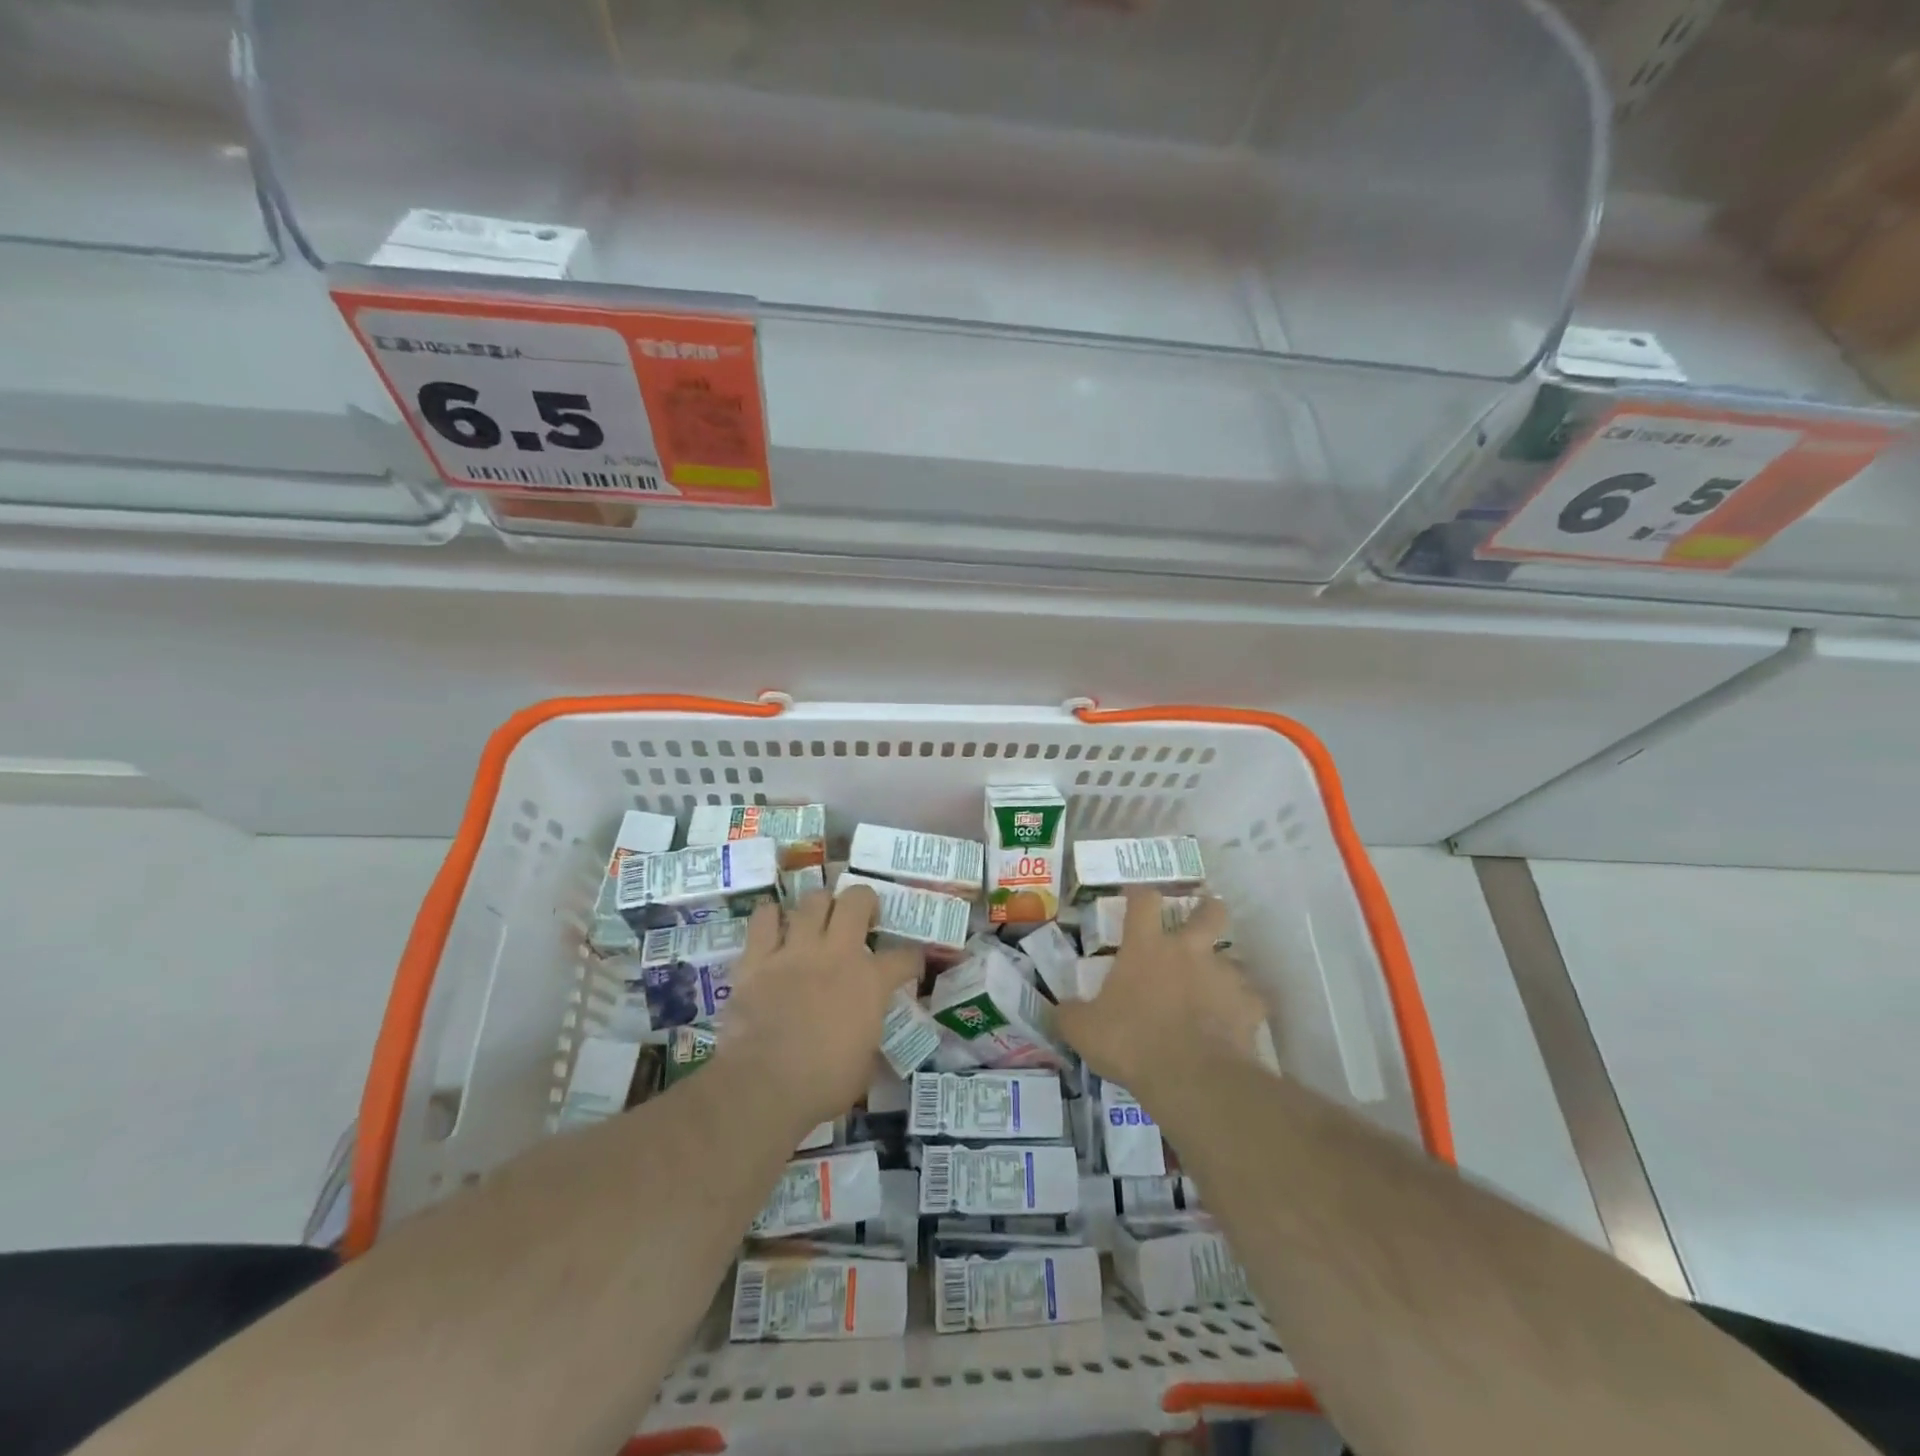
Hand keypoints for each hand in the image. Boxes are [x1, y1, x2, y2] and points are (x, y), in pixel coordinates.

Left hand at [713, 886, 919, 1135]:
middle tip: (861, 918)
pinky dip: (769, 918)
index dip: (913, 959)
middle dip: (864, 901)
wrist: (763, 1086)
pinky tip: (773, 926)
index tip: (911, 965)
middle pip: (857, 900)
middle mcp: (837, 953)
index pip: (906, 957)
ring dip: (819, 906)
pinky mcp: (758, 958)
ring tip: (818, 919)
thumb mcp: (864, 1066)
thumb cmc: (823, 1084)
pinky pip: (763, 919)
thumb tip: (868, 1039)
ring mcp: (796, 950)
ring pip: (813, 900)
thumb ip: (869, 1037)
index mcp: (871, 982)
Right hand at [1054, 889, 1269, 1098]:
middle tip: (1203, 915)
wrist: (1192, 1078)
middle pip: (1209, 912)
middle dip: (1207, 909)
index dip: (1139, 894)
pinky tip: (1235, 1024)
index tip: (1135, 894)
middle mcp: (1188, 951)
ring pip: (1233, 959)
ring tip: (1216, 989)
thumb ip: (1070, 1014)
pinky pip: (1250, 1001)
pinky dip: (1244, 1008)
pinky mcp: (1250, 1007)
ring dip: (1224, 970)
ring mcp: (1224, 976)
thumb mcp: (1084, 1030)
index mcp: (1146, 947)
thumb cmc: (1131, 1043)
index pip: (1144, 901)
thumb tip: (1058, 1009)